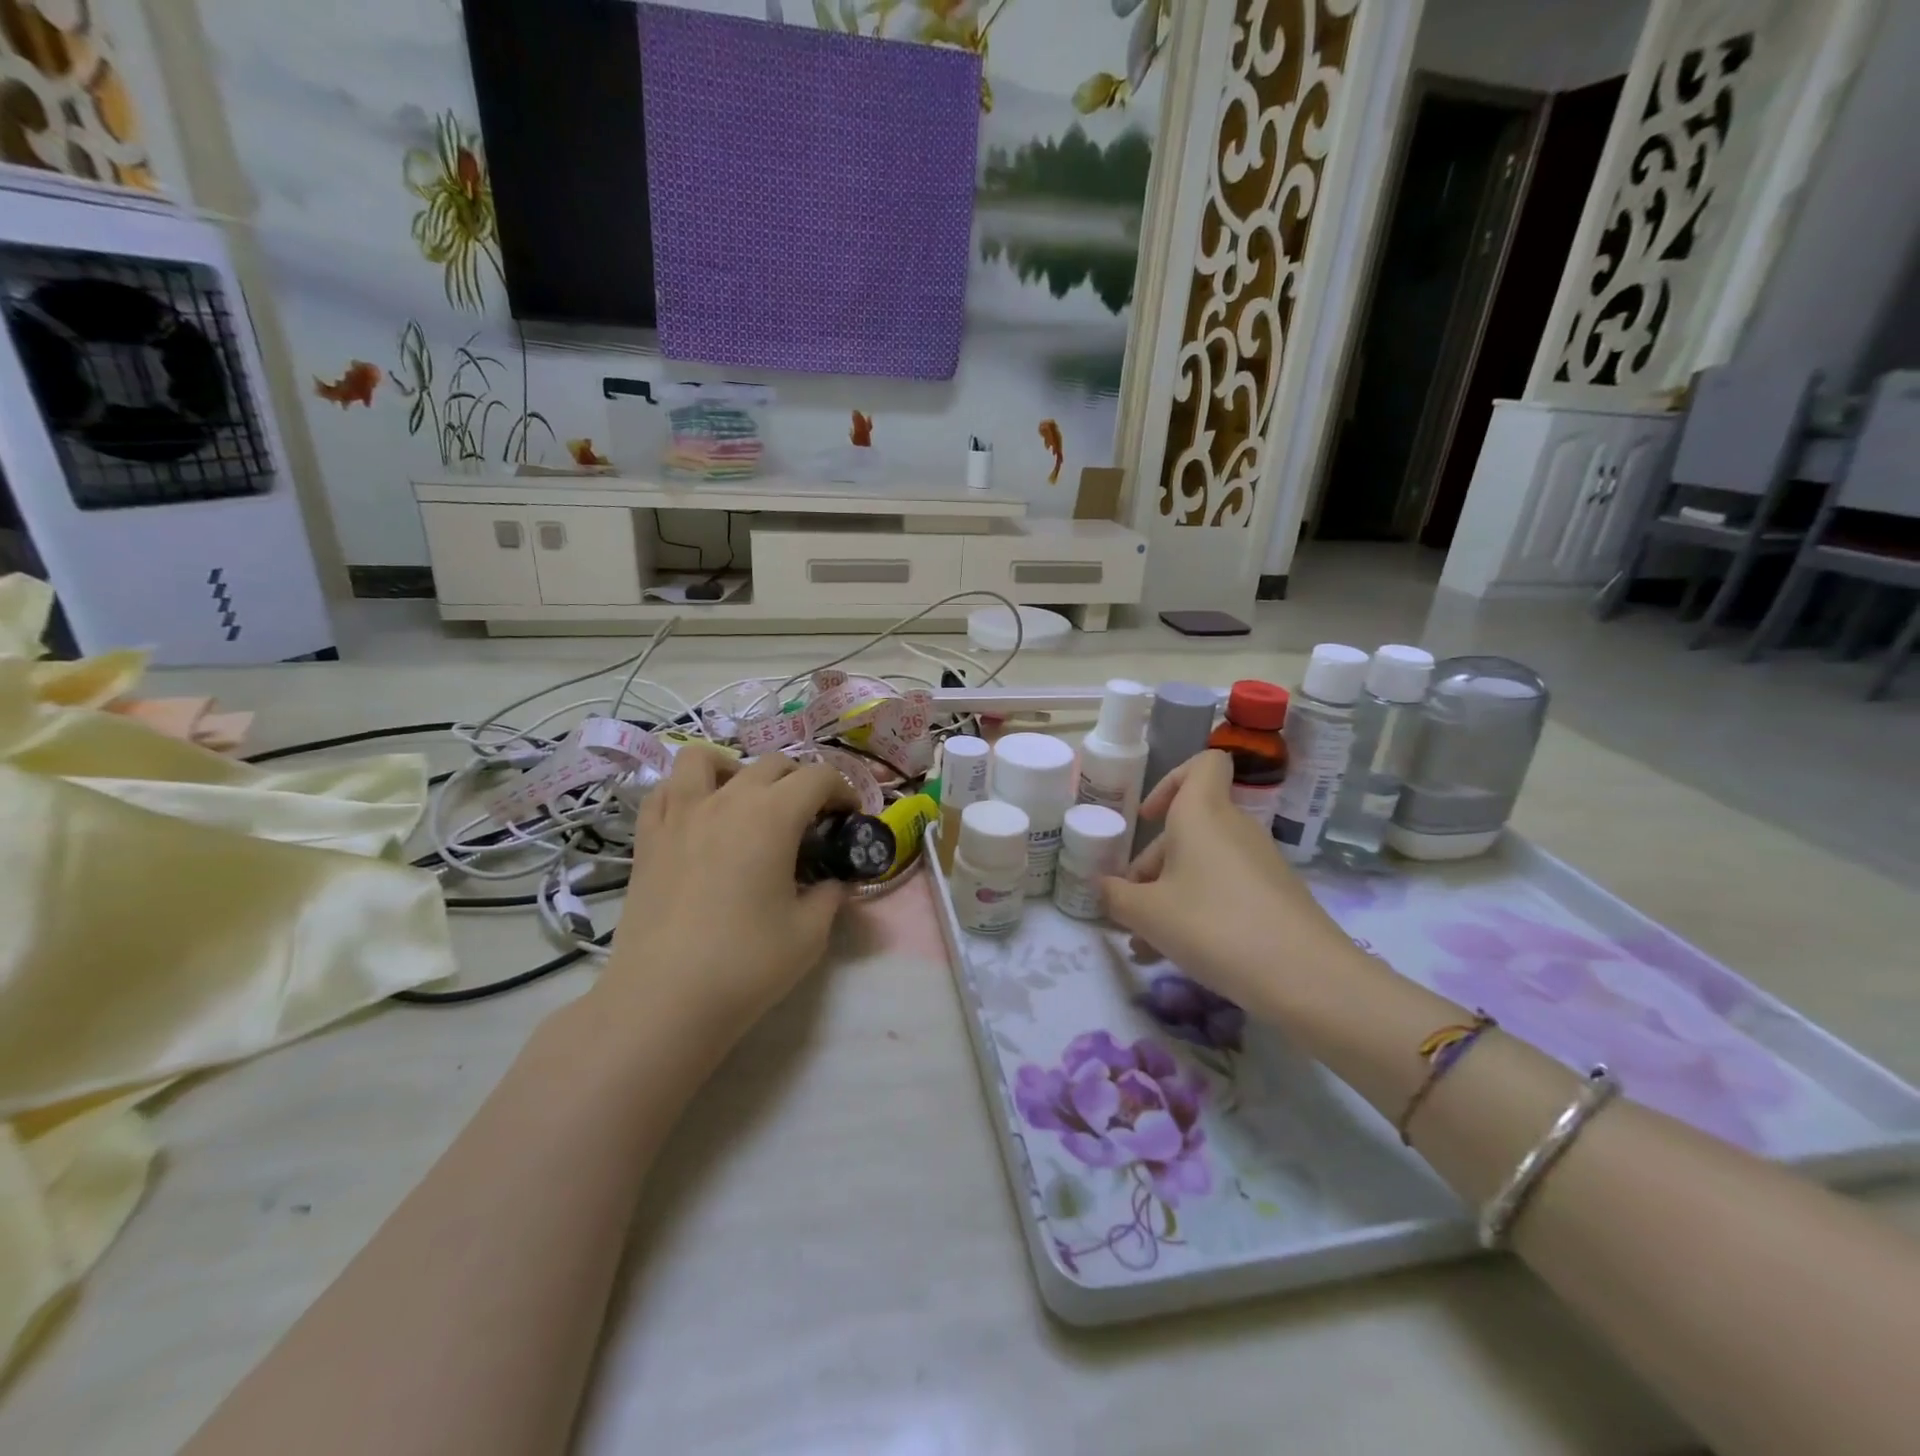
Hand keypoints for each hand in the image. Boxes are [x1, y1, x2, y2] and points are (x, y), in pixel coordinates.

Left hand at [595, 745, 854, 1045]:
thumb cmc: (746, 963)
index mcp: (773, 815)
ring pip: (704, 759)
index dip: (843, 790)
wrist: (664, 999)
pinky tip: (698, 818)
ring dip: (735, 769)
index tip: (850, 818)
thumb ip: (830, 896)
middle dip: (800, 782)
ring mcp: (680, 815)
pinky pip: (665, 791)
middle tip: (809, 819)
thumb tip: (834, 882)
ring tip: (744, 799)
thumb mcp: (810, 933)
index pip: (818, 777)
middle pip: (771, 764)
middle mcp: (727, 800)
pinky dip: (686, 791)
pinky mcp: (648, 838)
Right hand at [1101, 750, 1353, 1014]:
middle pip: (1188, 828)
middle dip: (1153, 864)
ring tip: (1145, 943)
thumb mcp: (1147, 914)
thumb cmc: (1213, 925)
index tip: (1148, 819)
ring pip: (1202, 864)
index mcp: (1203, 814)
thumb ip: (1115, 896)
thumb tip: (1102, 886)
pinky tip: (1177, 953)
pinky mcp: (1274, 895)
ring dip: (1169, 894)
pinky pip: (1224, 888)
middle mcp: (1234, 828)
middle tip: (1130, 907)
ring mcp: (1259, 862)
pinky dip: (1198, 909)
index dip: (1171, 780)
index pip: (1203, 764)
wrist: (1305, 977)